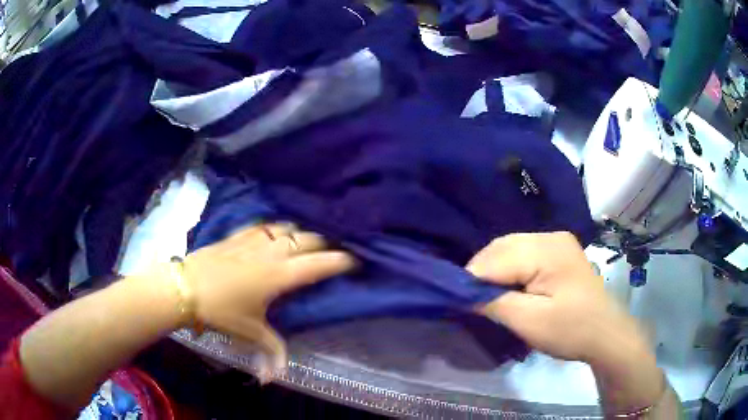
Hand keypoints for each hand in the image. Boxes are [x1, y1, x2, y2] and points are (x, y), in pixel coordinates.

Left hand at [181, 223, 355, 379]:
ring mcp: (253, 241)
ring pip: (285, 228)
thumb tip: (273, 379)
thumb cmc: (222, 311)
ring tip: (303, 240)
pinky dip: (273, 228)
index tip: (354, 261)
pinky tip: (272, 232)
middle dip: (322, 244)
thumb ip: (271, 352)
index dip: (340, 261)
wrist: (185, 288)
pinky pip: (261, 226)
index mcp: (280, 276)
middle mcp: (271, 253)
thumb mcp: (250, 333)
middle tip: (328, 252)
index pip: (318, 264)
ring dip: (298, 233)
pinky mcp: (236, 236)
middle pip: (306, 239)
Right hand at [467, 232, 671, 415]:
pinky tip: (505, 285)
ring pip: (510, 248)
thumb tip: (463, 293)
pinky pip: (522, 253)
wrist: (606, 334)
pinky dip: (508, 268)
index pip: (496, 258)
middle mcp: (550, 236)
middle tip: (468, 299)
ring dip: (493, 269)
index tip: (455, 299)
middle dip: (480, 272)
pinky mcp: (558, 252)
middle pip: (502, 247)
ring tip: (483, 294)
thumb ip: (494, 303)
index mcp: (547, 249)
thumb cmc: (571, 330)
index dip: (472, 278)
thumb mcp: (530, 322)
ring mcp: (556, 241)